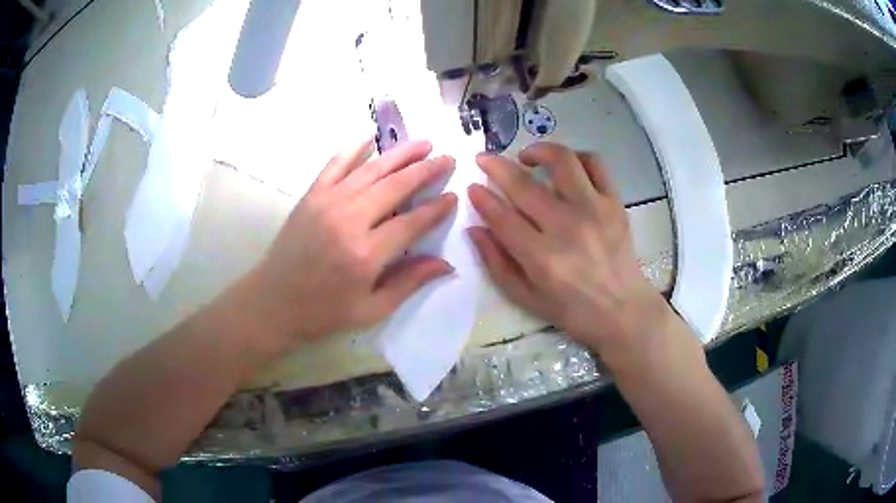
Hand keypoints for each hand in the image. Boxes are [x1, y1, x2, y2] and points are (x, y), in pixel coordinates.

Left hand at [248, 139, 456, 344]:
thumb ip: (409, 282)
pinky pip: (335, 164)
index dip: (436, 208)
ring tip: (424, 143)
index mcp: (366, 254)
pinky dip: (353, 148)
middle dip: (426, 170)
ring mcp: (327, 202)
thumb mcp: (371, 309)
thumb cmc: (323, 312)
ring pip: (371, 169)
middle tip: (448, 159)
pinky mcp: (311, 196)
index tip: (453, 196)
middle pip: (395, 186)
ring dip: (400, 154)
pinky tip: (370, 136)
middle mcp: (349, 220)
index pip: (412, 222)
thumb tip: (446, 264)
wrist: (273, 303)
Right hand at [468, 142, 670, 356]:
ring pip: (562, 161)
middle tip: (485, 159)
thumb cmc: (572, 310)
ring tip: (526, 157)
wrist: (623, 310)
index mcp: (542, 258)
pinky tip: (565, 166)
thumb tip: (475, 229)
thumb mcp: (526, 297)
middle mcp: (567, 227)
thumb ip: (496, 263)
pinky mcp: (614, 203)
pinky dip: (576, 156)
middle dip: (496, 166)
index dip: (482, 198)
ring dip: (538, 150)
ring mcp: (594, 210)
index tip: (472, 186)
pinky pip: (595, 164)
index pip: (502, 217)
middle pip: (524, 185)